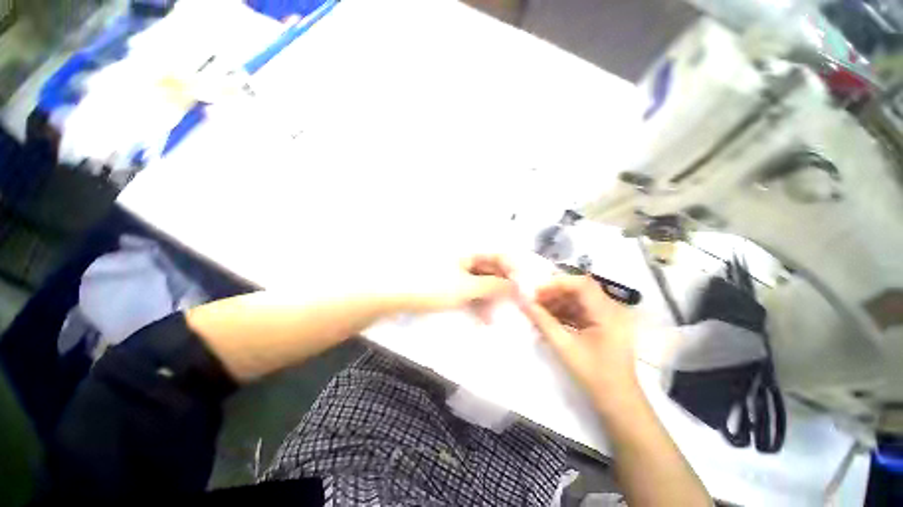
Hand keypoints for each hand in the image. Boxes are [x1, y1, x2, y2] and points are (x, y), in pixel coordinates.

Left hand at [397, 254, 515, 320]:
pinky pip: (468, 290)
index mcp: (470, 250)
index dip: (517, 271)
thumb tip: (516, 287)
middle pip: (492, 269)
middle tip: (513, 308)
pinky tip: (480, 317)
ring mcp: (455, 269)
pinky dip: (475, 302)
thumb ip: (492, 286)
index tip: (528, 290)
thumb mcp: (465, 288)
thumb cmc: (431, 286)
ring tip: (493, 319)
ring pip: (480, 282)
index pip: (502, 255)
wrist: (392, 294)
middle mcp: (465, 256)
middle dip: (503, 289)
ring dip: (489, 299)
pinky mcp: (447, 282)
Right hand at [517, 274, 639, 410]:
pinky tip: (549, 320)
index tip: (536, 293)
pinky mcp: (604, 324)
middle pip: (579, 289)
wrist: (618, 401)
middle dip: (554, 292)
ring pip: (579, 299)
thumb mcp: (564, 346)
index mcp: (607, 313)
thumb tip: (523, 302)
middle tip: (534, 301)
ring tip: (538, 311)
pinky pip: (581, 310)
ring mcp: (608, 316)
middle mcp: (611, 309)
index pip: (582, 284)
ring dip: (557, 302)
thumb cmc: (593, 375)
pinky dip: (564, 312)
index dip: (557, 283)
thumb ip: (542, 321)